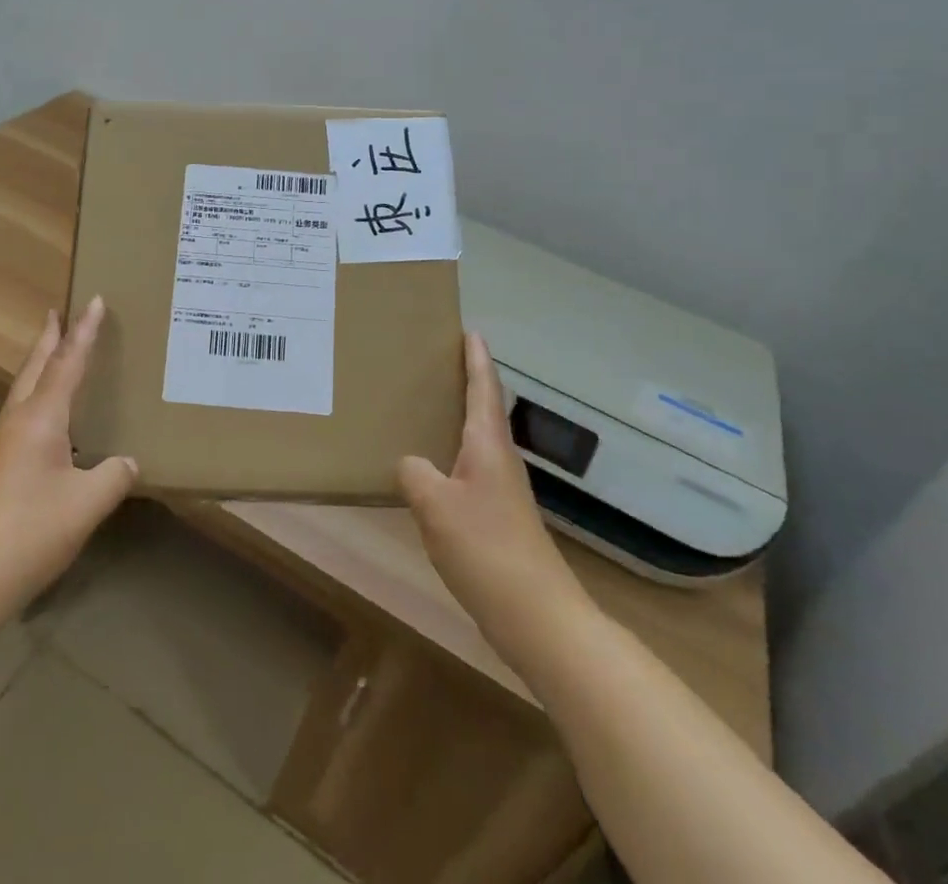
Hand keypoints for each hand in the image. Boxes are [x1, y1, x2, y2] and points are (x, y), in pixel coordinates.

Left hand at [0, 296, 136, 626]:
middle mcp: (13, 423)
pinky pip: (15, 423)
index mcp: (40, 419)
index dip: (84, 332)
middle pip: (33, 369)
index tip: (93, 300)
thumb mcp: (87, 504)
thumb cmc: (30, 533)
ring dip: (37, 371)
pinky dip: (32, 406)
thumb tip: (126, 462)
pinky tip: (42, 431)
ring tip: (52, 361)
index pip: (67, 364)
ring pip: (20, 395)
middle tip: (56, 313)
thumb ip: (113, 477)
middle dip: (48, 340)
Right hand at [398, 332, 589, 655]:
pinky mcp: (497, 519)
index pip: (483, 388)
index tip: (470, 330)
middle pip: (483, 410)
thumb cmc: (487, 548)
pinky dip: (450, 455)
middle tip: (434, 361)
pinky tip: (429, 469)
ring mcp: (501, 492)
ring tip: (425, 407)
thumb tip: (410, 465)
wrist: (537, 617)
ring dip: (456, 419)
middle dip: (465, 382)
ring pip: (476, 441)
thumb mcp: (435, 505)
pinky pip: (469, 470)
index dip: (476, 359)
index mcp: (488, 446)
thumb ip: (414, 473)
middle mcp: (499, 461)